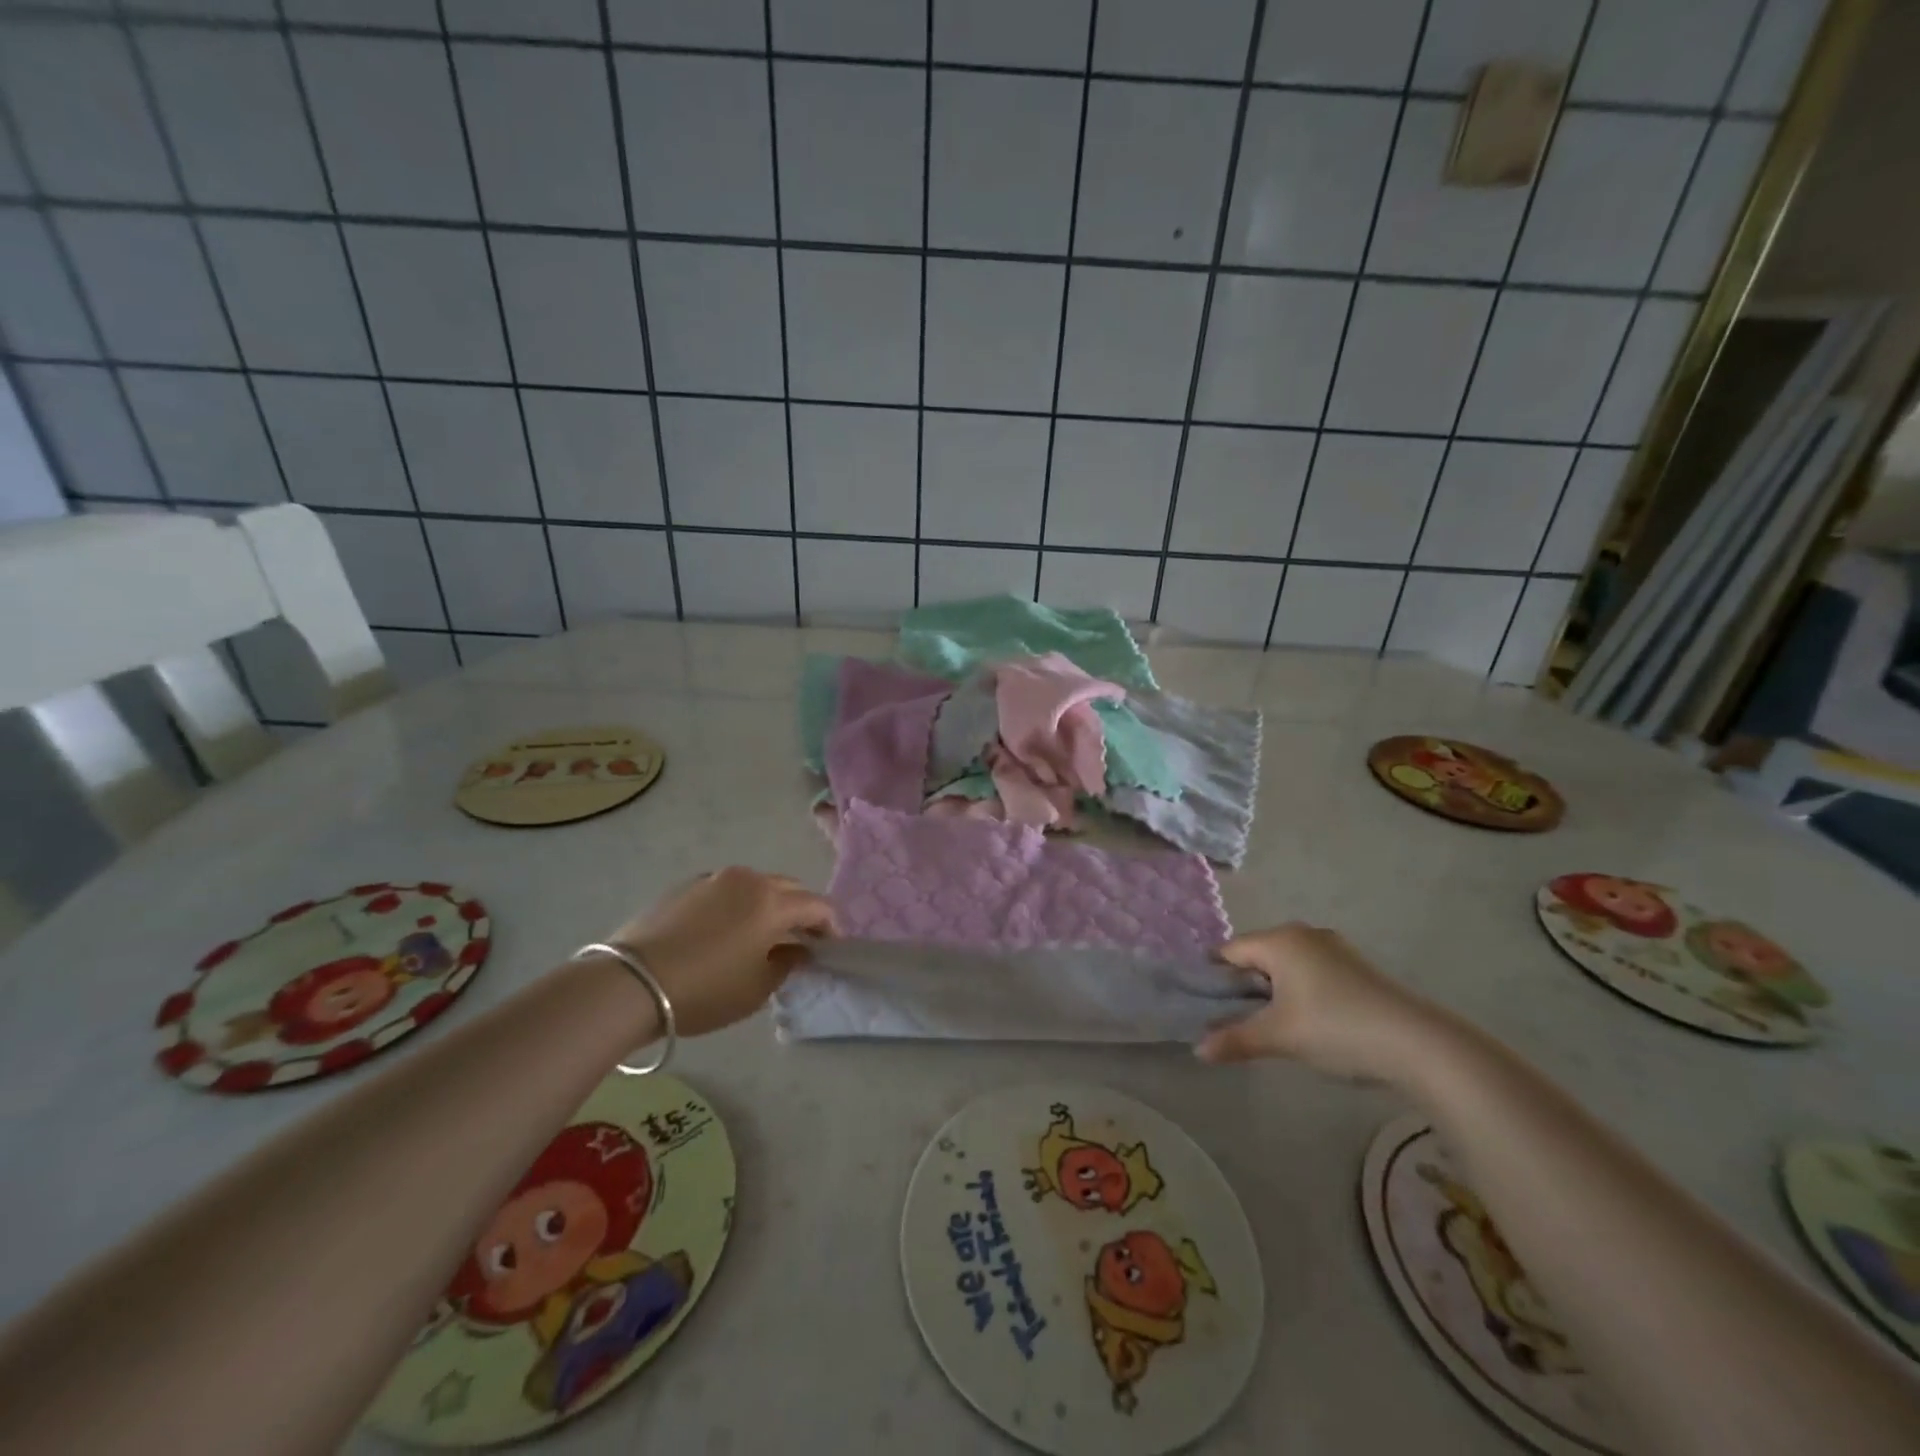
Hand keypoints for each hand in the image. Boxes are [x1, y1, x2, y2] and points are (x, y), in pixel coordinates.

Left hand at [610, 868, 836, 1036]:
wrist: (630, 983)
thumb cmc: (704, 990)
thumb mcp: (757, 989)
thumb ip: (787, 964)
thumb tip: (797, 950)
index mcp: (772, 901)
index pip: (818, 906)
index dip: (830, 927)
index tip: (830, 948)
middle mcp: (748, 879)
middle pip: (789, 888)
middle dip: (801, 911)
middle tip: (801, 940)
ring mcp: (714, 878)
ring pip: (755, 885)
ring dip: (768, 905)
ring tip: (761, 934)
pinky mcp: (685, 886)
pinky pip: (725, 890)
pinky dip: (737, 905)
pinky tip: (724, 932)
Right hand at [1194, 923, 1448, 1080]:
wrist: (1418, 1044)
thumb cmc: (1336, 1027)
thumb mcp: (1279, 1037)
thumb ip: (1235, 1040)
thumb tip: (1198, 1051)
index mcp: (1279, 940)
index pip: (1230, 951)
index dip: (1214, 978)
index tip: (1206, 1008)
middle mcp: (1304, 934)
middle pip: (1258, 956)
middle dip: (1244, 987)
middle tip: (1237, 1022)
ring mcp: (1335, 949)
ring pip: (1287, 966)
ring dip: (1274, 993)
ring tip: (1273, 1027)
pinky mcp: (1357, 968)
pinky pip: (1312, 973)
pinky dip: (1301, 993)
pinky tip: (1309, 1024)